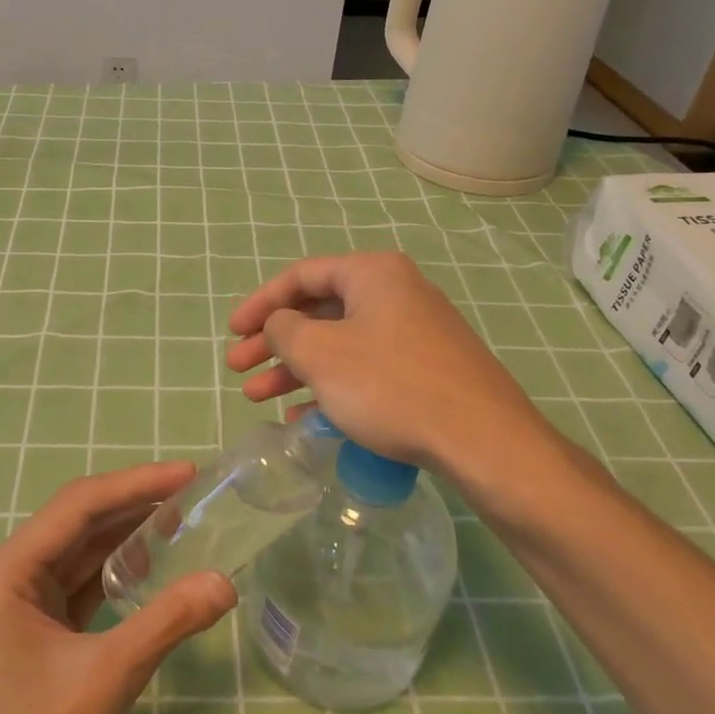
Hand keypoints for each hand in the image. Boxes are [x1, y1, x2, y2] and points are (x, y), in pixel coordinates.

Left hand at [0, 462, 235, 713]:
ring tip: (180, 523)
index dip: (135, 484)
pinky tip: (149, 568)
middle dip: (134, 506)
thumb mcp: (106, 681)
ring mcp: (16, 606)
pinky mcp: (32, 632)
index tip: (187, 474)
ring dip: (126, 537)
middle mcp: (5, 578)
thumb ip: (166, 622)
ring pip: (79, 553)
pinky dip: (114, 573)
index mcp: (5, 574)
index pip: (77, 507)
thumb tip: (226, 582)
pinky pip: (78, 585)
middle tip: (192, 495)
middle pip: (77, 524)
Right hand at [225, 252, 580, 494]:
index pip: (301, 275)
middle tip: (237, 369)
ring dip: (295, 369)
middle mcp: (396, 293)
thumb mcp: (320, 354)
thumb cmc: (390, 385)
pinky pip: (365, 369)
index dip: (260, 303)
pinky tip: (304, 419)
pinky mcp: (425, 369)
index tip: (233, 332)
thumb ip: (284, 330)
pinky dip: (330, 387)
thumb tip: (280, 325)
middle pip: (318, 311)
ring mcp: (414, 333)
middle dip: (273, 342)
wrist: (482, 440)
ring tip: (257, 398)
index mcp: (373, 274)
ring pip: (339, 344)